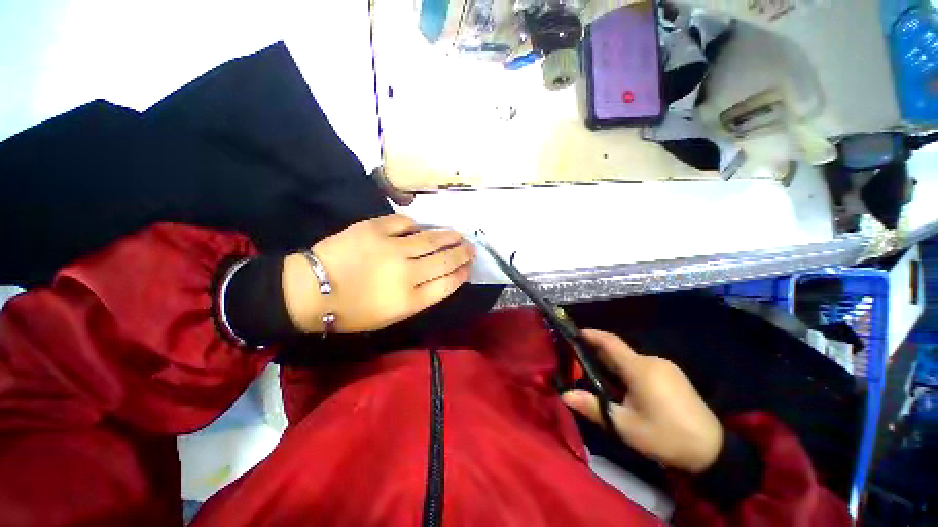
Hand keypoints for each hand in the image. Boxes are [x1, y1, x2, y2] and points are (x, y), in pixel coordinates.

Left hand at [282, 214, 474, 333]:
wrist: (310, 291)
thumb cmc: (353, 311)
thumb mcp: (391, 315)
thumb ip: (420, 297)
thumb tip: (441, 277)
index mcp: (410, 299)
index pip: (448, 283)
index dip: (462, 274)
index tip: (468, 268)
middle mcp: (407, 272)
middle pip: (446, 259)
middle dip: (463, 253)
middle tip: (471, 248)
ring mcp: (392, 247)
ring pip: (431, 238)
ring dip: (448, 236)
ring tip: (458, 234)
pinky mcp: (375, 229)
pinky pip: (404, 222)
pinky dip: (414, 225)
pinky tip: (419, 228)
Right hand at [562, 330, 723, 473]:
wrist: (713, 450)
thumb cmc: (664, 436)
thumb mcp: (625, 426)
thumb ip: (593, 407)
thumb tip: (565, 395)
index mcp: (639, 369)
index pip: (610, 342)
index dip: (591, 335)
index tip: (575, 333)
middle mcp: (653, 361)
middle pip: (619, 352)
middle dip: (600, 356)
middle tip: (584, 369)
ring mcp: (666, 367)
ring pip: (631, 360)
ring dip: (615, 366)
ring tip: (605, 384)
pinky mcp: (674, 375)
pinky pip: (644, 366)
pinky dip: (629, 371)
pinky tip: (629, 390)